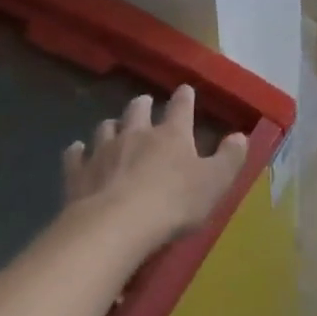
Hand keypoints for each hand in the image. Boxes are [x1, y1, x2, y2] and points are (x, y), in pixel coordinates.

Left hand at [61, 85, 249, 252]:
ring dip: (112, 125)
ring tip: (113, 127)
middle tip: (144, 103)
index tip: (186, 90)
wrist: (116, 225)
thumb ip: (230, 158)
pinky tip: (78, 152)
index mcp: (172, 135)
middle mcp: (136, 134)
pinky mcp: (78, 172)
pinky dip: (78, 151)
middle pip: (137, 110)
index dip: (185, 97)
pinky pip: (76, 155)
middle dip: (142, 104)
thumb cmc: (174, 203)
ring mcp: (103, 151)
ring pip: (106, 127)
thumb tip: (240, 136)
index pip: (181, 107)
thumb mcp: (215, 183)